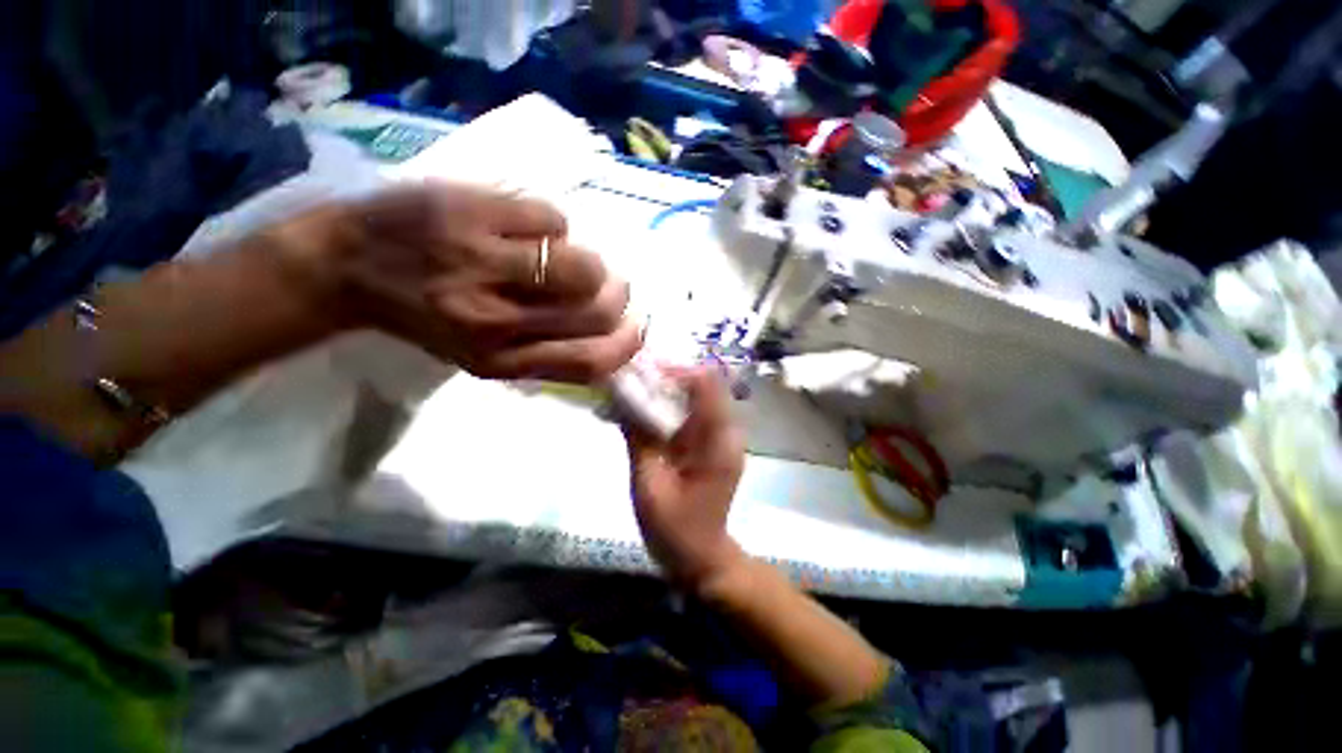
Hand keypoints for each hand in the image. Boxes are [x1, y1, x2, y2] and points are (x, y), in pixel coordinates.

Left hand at [280, 181, 640, 381]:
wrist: (345, 263)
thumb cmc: (425, 316)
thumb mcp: (485, 355)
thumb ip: (547, 352)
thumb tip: (612, 332)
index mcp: (499, 360)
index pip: (591, 361)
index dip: (626, 344)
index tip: (633, 326)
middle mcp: (493, 320)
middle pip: (596, 309)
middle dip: (615, 294)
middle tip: (606, 283)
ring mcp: (482, 262)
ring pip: (583, 263)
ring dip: (587, 259)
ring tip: (562, 256)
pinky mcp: (473, 210)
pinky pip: (554, 218)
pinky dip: (553, 224)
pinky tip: (526, 228)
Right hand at [625, 368, 747, 588]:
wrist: (702, 557)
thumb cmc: (676, 529)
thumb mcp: (649, 486)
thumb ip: (638, 439)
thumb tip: (622, 397)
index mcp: (718, 441)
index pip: (707, 383)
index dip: (676, 370)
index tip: (643, 374)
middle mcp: (727, 431)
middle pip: (703, 385)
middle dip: (667, 378)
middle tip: (632, 383)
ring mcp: (722, 436)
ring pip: (697, 396)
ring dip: (667, 391)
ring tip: (634, 396)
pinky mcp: (712, 443)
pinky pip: (693, 413)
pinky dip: (670, 407)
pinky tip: (645, 415)